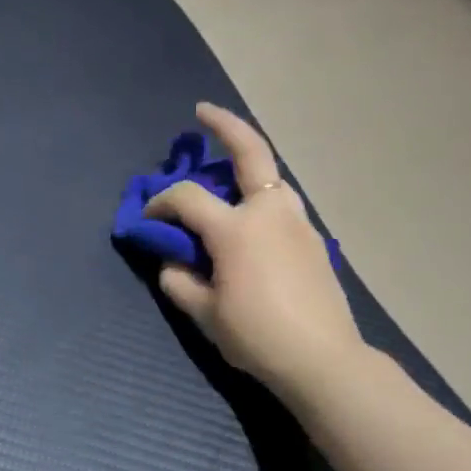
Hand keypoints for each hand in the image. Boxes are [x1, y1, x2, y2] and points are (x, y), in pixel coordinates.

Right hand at [145, 102, 363, 397]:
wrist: (322, 360)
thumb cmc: (257, 336)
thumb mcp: (205, 314)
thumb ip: (180, 282)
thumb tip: (172, 263)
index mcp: (237, 228)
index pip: (187, 198)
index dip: (160, 203)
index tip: (148, 220)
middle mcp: (270, 212)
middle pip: (250, 152)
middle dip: (225, 125)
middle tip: (203, 111)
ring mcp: (298, 222)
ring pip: (271, 178)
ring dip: (247, 166)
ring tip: (225, 175)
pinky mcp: (313, 240)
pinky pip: (282, 205)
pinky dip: (261, 198)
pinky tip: (249, 222)